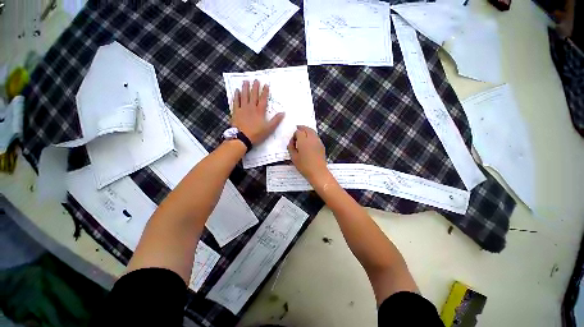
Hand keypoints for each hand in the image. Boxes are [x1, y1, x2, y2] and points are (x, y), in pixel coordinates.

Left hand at [231, 80, 284, 144]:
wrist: (242, 138)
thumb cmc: (256, 134)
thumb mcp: (269, 129)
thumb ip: (276, 120)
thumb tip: (283, 113)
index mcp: (259, 111)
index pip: (263, 99)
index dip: (265, 92)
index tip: (266, 84)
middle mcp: (251, 107)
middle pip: (253, 95)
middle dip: (255, 87)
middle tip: (256, 80)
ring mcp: (242, 109)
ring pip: (244, 96)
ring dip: (245, 88)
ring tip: (246, 81)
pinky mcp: (236, 112)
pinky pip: (235, 101)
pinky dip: (236, 96)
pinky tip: (236, 91)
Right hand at [287, 126, 328, 181]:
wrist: (318, 172)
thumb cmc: (304, 166)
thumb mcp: (293, 157)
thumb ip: (290, 147)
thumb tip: (291, 142)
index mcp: (303, 141)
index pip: (298, 131)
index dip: (294, 134)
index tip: (292, 141)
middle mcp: (311, 138)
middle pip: (306, 128)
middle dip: (301, 128)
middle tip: (297, 131)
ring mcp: (318, 141)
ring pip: (312, 131)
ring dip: (307, 131)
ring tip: (303, 136)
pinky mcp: (322, 145)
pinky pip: (316, 137)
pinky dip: (311, 136)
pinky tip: (309, 142)